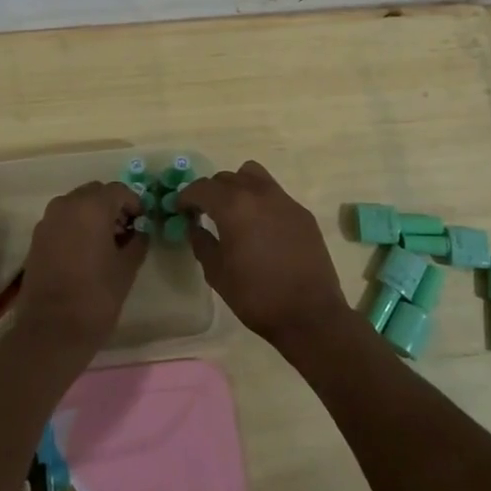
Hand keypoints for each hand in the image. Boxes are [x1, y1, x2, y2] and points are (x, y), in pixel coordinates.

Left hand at [15, 181, 147, 355]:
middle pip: (95, 193)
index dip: (134, 204)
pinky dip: (75, 227)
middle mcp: (66, 205)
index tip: (142, 224)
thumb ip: (137, 242)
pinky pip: (62, 220)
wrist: (51, 331)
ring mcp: (48, 220)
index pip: (119, 191)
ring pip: (76, 205)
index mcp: (91, 207)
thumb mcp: (126, 269)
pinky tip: (85, 253)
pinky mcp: (36, 238)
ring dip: (92, 215)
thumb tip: (140, 232)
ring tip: (106, 244)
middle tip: (125, 232)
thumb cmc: (95, 297)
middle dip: (112, 207)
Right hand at [179, 161, 352, 349]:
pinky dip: (261, 201)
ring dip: (238, 186)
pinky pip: (275, 194)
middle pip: (226, 178)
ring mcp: (284, 200)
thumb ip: (201, 243)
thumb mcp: (217, 273)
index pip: (202, 187)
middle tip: (204, 212)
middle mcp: (258, 193)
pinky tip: (261, 227)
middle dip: (211, 191)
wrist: (310, 314)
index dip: (186, 196)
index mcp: (233, 206)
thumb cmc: (256, 296)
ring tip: (235, 210)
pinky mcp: (302, 212)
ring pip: (253, 175)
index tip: (180, 209)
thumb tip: (195, 226)